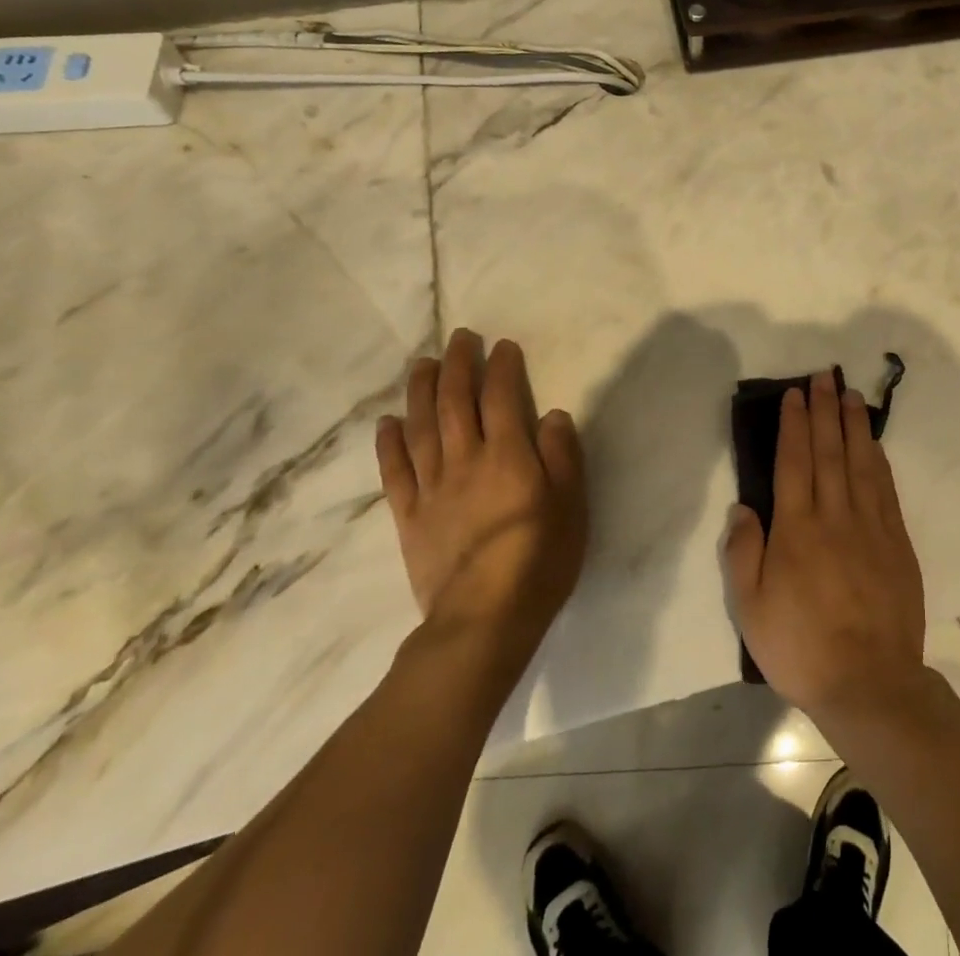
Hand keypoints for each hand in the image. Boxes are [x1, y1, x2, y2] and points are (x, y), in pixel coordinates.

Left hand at [376, 329, 585, 664]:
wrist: (484, 621)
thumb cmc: (540, 561)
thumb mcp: (572, 506)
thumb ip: (562, 456)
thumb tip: (551, 414)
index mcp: (508, 456)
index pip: (501, 398)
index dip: (501, 368)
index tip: (503, 345)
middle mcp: (466, 461)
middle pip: (456, 403)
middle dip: (458, 365)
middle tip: (459, 337)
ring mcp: (432, 488)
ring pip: (422, 428)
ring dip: (421, 391)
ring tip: (422, 364)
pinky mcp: (409, 517)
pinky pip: (395, 472)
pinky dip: (389, 443)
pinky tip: (387, 421)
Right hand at [722, 369, 926, 724]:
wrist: (870, 683)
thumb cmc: (801, 647)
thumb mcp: (751, 609)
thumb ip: (743, 553)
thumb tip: (744, 507)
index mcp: (797, 529)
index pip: (794, 462)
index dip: (794, 424)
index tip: (794, 394)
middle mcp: (834, 516)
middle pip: (828, 451)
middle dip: (824, 410)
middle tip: (823, 376)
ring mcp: (870, 526)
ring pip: (860, 462)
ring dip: (853, 425)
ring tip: (849, 394)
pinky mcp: (896, 541)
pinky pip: (885, 489)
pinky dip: (877, 460)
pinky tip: (873, 443)